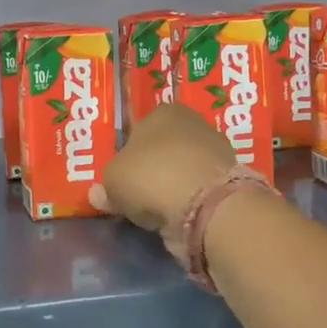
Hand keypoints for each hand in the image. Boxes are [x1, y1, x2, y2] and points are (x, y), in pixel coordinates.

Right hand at [91, 102, 237, 260]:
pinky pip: (197, 190)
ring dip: (170, 187)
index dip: (128, 153)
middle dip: (151, 169)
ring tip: (154, 210)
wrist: (203, 206)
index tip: (121, 176)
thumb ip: (105, 185)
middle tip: (135, 194)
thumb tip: (99, 194)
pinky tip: (175, 216)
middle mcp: (192, 124)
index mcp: (163, 111)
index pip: (139, 128)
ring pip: (182, 170)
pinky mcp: (227, 182)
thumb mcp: (113, 180)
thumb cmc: (150, 176)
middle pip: (163, 149)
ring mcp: (214, 153)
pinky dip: (187, 201)